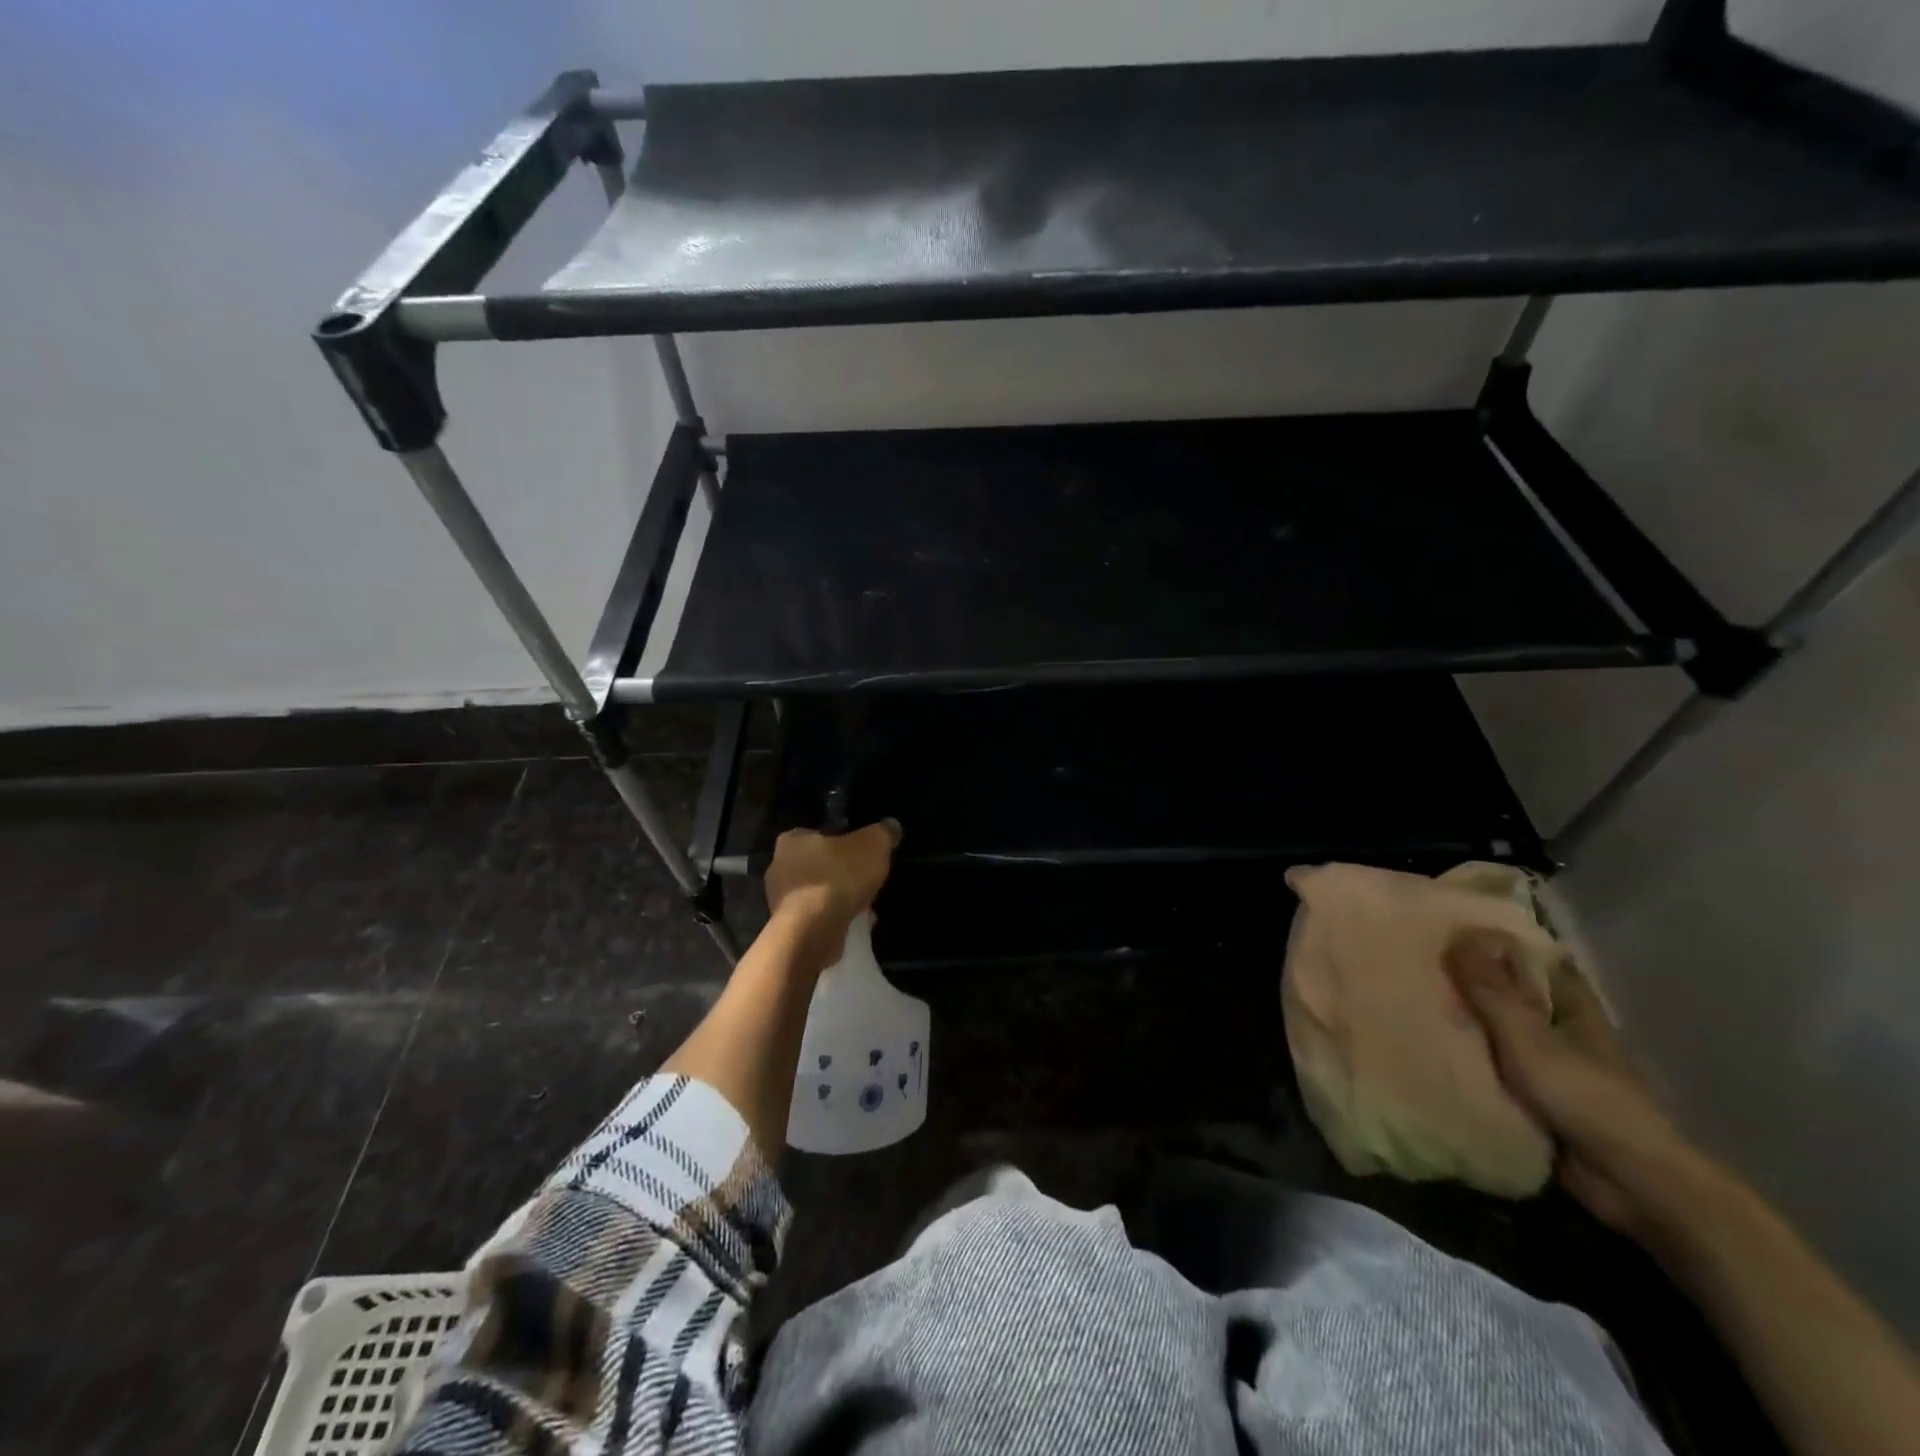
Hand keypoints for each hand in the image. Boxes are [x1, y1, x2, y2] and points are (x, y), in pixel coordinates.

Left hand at [763, 819, 900, 963]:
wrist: (812, 931)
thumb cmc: (838, 877)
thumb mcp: (873, 845)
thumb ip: (883, 833)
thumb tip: (891, 826)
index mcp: (792, 840)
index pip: (816, 834)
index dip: (840, 842)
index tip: (860, 854)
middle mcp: (779, 868)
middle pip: (818, 865)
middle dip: (841, 873)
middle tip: (865, 880)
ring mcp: (780, 901)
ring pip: (818, 893)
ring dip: (839, 899)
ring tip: (865, 906)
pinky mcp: (789, 928)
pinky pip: (817, 918)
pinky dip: (835, 919)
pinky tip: (856, 924)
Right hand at [1445, 929, 1713, 1241]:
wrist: (1630, 1182)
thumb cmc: (1585, 1096)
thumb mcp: (1529, 1037)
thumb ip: (1492, 990)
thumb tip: (1458, 936)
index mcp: (1572, 1005)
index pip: (1532, 958)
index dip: (1494, 942)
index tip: (1448, 931)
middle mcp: (1563, 1028)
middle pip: (1510, 993)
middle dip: (1469, 981)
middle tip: (1417, 966)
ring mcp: (1551, 1065)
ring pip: (1499, 1031)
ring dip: (1465, 1023)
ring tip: (1411, 1002)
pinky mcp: (1538, 1098)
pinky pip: (1494, 1068)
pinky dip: (1469, 1059)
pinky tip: (1431, 1049)